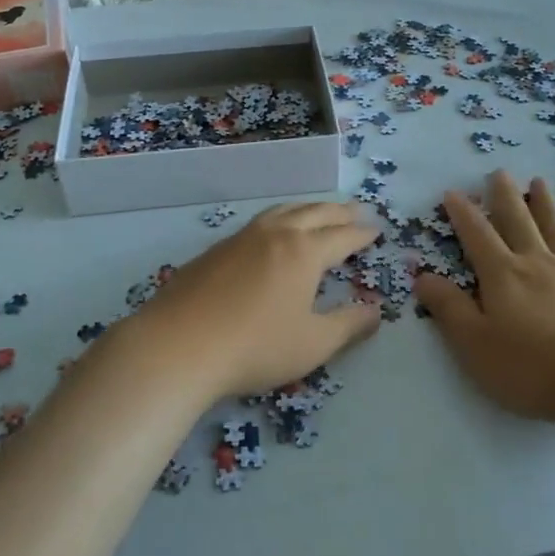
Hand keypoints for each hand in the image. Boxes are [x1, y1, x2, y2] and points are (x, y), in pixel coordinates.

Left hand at [126, 202, 380, 399]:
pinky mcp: (215, 249)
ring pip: (282, 211)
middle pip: (314, 213)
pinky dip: (278, 219)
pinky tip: (272, 233)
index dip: (362, 234)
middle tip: (357, 209)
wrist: (178, 345)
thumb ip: (349, 325)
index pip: (342, 236)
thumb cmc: (255, 347)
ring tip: (318, 211)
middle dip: (339, 211)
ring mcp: (241, 238)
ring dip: (307, 208)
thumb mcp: (313, 344)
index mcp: (304, 252)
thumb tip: (376, 310)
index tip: (377, 230)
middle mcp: (275, 234)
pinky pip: (258, 223)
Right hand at [414, 171, 554, 426]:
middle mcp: (537, 263)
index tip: (453, 192)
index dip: (462, 214)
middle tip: (499, 172)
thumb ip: (449, 309)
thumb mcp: (475, 345)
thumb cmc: (533, 368)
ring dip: (547, 205)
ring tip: (540, 182)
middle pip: (518, 222)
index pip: (476, 236)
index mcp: (502, 275)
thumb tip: (421, 276)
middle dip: (505, 197)